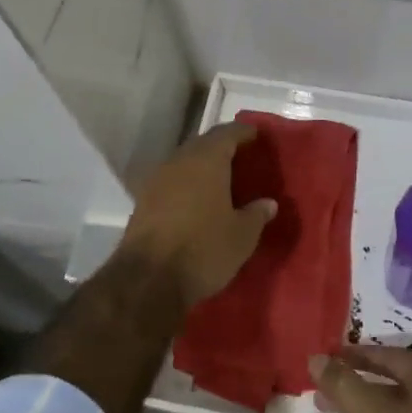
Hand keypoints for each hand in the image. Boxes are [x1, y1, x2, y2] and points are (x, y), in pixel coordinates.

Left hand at [116, 121, 277, 309]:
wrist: (148, 280)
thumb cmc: (203, 249)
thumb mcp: (242, 236)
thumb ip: (257, 214)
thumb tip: (268, 203)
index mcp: (207, 160)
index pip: (228, 133)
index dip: (244, 133)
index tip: (258, 137)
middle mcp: (179, 161)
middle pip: (204, 144)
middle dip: (223, 148)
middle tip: (243, 160)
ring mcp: (157, 180)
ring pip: (186, 163)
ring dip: (203, 167)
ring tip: (223, 181)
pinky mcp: (143, 201)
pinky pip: (172, 182)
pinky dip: (188, 185)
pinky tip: (199, 201)